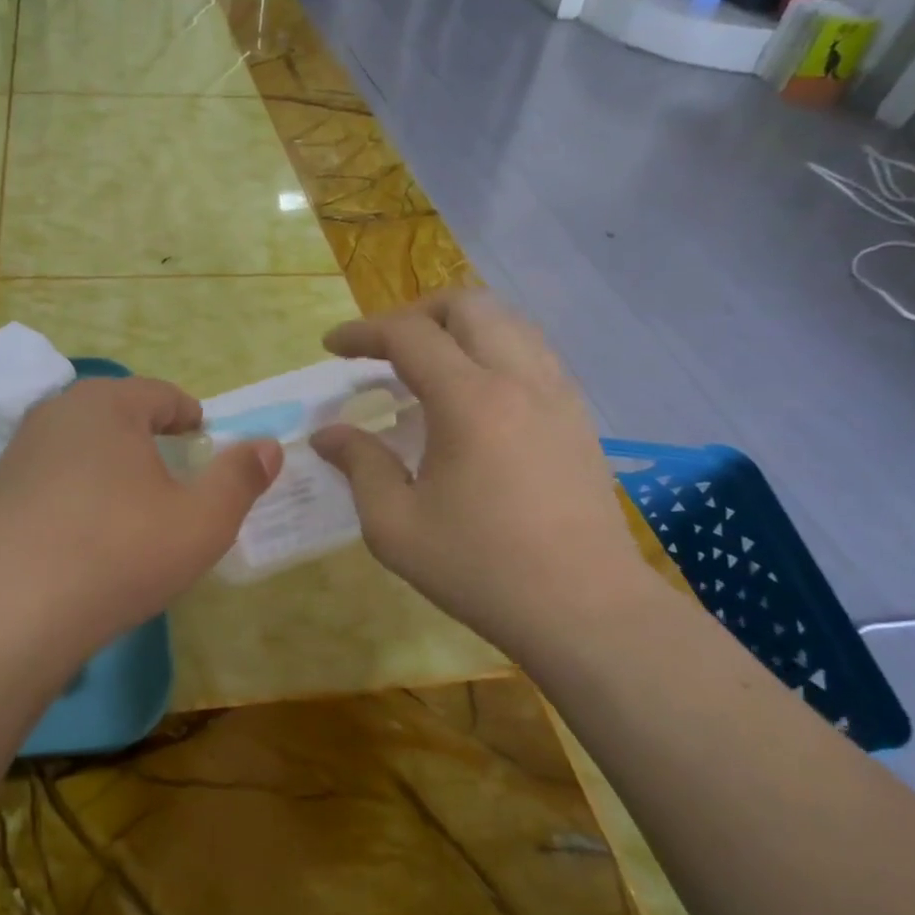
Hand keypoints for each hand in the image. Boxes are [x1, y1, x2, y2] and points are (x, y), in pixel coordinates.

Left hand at [0, 376, 281, 656]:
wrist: (18, 611)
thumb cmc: (122, 553)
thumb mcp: (203, 520)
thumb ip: (240, 477)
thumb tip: (267, 446)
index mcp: (109, 404)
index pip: (161, 394)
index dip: (189, 416)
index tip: (203, 440)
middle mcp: (59, 411)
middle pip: (118, 412)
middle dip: (149, 436)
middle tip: (172, 471)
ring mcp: (21, 448)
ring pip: (82, 442)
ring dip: (110, 461)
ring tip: (131, 500)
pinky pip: (53, 473)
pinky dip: (77, 487)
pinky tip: (85, 527)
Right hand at [310, 290, 659, 662]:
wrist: (585, 609)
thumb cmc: (481, 568)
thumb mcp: (395, 525)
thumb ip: (359, 466)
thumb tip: (329, 434)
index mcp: (469, 400)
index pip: (409, 335)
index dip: (363, 332)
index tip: (331, 347)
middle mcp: (519, 379)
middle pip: (467, 305)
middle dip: (415, 313)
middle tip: (382, 348)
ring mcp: (557, 394)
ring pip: (508, 321)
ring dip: (458, 326)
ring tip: (427, 362)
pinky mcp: (578, 416)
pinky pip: (532, 352)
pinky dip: (493, 348)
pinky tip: (475, 392)